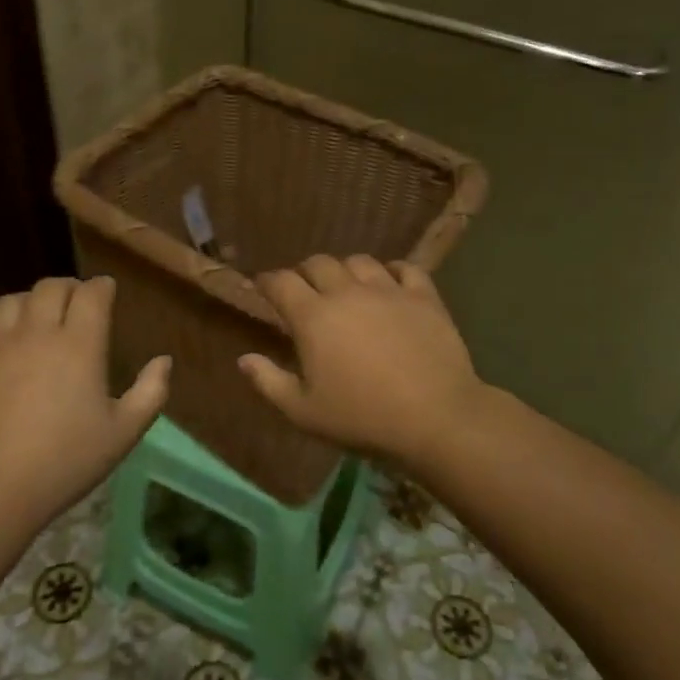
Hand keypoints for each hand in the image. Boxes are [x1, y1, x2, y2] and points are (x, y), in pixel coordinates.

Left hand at [0, 276, 169, 545]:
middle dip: (67, 288)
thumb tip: (164, 360)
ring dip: (26, 304)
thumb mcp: (122, 434)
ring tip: (32, 322)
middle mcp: (35, 332)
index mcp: (79, 344)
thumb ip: (150, 393)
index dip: (101, 287)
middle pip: (50, 287)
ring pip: (9, 302)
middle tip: (73, 304)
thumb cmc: (64, 463)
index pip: (92, 293)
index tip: (106, 293)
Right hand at [238, 255, 483, 461]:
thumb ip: (269, 382)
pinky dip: (392, 271)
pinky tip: (390, 283)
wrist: (435, 417)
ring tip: (347, 286)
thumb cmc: (362, 418)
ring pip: (360, 261)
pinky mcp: (423, 296)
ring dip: (346, 270)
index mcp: (313, 316)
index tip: (262, 288)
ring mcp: (388, 290)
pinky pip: (405, 268)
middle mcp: (347, 292)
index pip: (281, 282)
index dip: (267, 281)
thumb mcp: (304, 412)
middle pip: (318, 263)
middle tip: (304, 291)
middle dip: (304, 273)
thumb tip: (244, 359)